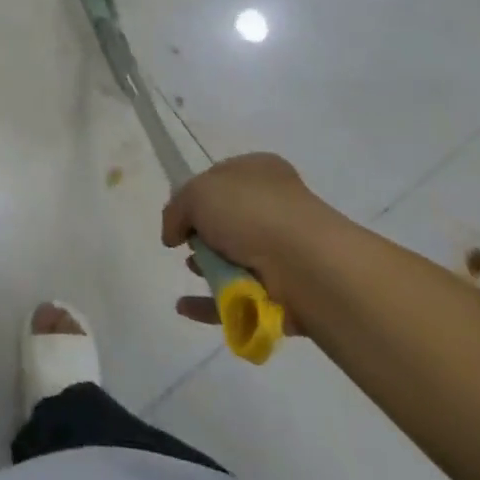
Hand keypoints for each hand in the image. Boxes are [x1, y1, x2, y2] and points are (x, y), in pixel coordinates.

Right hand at [161, 153, 336, 333]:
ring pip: (234, 259)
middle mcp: (275, 207)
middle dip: (202, 234)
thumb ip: (176, 209)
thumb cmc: (251, 213)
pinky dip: (211, 303)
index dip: (196, 195)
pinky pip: (238, 297)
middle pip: (227, 221)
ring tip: (193, 271)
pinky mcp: (283, 291)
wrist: (306, 265)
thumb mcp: (197, 193)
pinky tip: (186, 307)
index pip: (221, 179)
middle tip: (187, 243)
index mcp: (260, 172)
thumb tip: (173, 234)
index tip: (181, 214)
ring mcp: (283, 250)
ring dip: (208, 267)